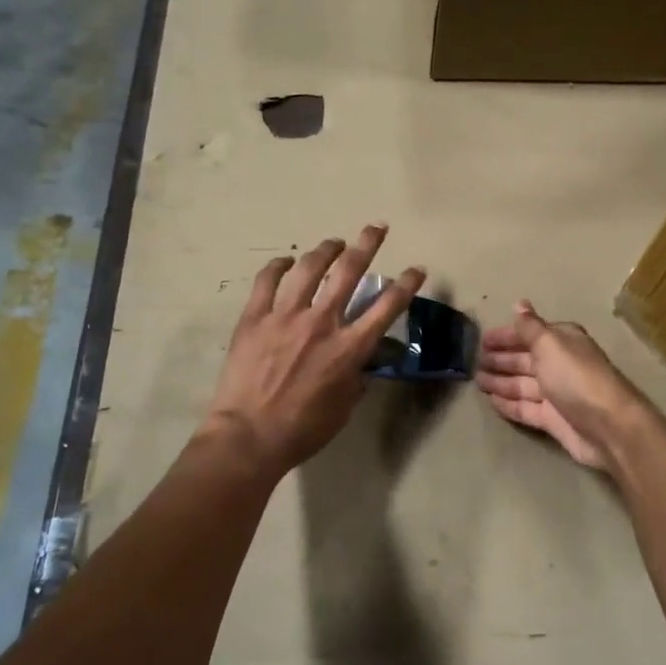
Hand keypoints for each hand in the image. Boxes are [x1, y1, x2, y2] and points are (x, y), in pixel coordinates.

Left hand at [205, 225, 425, 473]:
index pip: (387, 306)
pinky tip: (286, 261)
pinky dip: (278, 266)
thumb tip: (360, 362)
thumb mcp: (344, 407)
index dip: (407, 284)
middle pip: (349, 271)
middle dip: (367, 244)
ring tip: (334, 243)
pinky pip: (267, 281)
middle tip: (376, 228)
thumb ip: (356, 378)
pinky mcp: (255, 317)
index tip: (417, 269)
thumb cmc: (303, 430)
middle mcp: (322, 322)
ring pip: (309, 268)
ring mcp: (285, 316)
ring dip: (325, 249)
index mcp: (349, 348)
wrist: (249, 436)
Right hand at [476, 301, 648, 473]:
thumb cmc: (575, 377)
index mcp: (562, 341)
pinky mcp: (553, 419)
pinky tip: (491, 401)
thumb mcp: (550, 344)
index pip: (529, 333)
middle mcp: (560, 364)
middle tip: (475, 361)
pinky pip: (525, 407)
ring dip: (500, 381)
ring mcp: (556, 393)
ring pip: (522, 384)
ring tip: (477, 381)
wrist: (607, 426)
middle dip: (501, 359)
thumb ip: (530, 327)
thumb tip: (519, 303)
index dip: (506, 336)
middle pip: (525, 359)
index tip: (482, 340)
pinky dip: (508, 404)